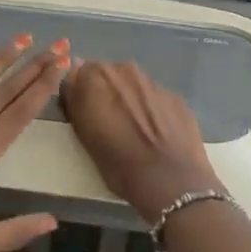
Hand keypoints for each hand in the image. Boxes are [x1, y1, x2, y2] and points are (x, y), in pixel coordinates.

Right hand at [60, 60, 223, 220]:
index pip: (78, 72)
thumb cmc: (118, 163)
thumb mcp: (83, 134)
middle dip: (105, 91)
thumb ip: (76, 98)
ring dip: (129, 99)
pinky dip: (151, 108)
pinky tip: (156, 133)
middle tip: (108, 121)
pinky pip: (154, 97)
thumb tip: (74, 76)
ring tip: (134, 129)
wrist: (171, 181)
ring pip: (132, 84)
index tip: (84, 110)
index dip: (80, 91)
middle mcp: (125, 70)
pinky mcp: (176, 96)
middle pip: (107, 74)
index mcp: (95, 77)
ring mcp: (153, 82)